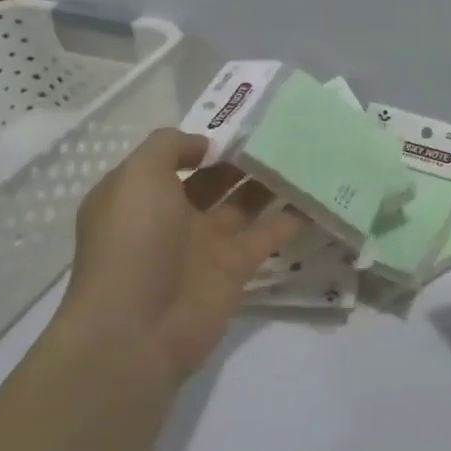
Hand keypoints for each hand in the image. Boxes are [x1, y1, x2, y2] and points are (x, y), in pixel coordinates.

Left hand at [62, 129, 300, 386]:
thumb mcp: (137, 177)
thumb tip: (205, 145)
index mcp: (141, 194)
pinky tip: (317, 196)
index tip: (245, 121)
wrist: (137, 329)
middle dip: (245, 158)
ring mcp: (205, 244)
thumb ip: (169, 147)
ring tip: (305, 155)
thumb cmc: (133, 242)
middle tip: (285, 132)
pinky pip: (268, 236)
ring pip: (245, 204)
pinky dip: (292, 219)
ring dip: (271, 183)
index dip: (207, 140)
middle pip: (215, 179)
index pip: (176, 157)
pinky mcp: (235, 269)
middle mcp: (172, 216)